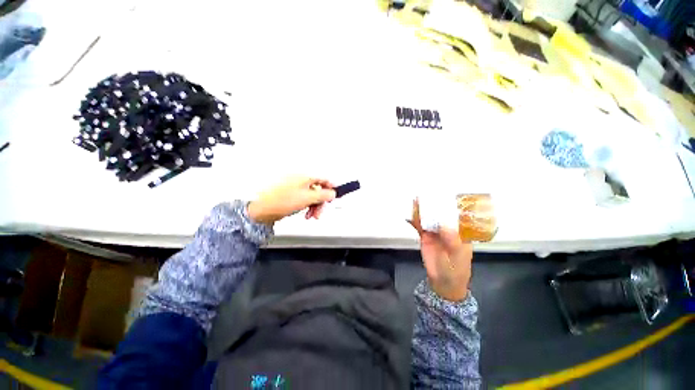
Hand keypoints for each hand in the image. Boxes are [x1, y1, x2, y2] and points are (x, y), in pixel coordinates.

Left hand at [247, 177, 335, 224]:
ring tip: (311, 216)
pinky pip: (303, 199)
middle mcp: (300, 180)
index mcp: (305, 176)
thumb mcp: (307, 198)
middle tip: (320, 212)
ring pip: (311, 196)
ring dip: (314, 206)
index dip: (331, 188)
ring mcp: (295, 187)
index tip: (334, 197)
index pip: (324, 179)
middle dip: (321, 202)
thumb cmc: (281, 200)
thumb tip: (333, 193)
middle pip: (318, 189)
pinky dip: (306, 207)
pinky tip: (304, 213)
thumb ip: (323, 195)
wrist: (260, 210)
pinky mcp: (290, 195)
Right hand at [411, 201, 472, 301]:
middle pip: (441, 215)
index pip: (457, 216)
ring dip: (423, 211)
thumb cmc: (456, 270)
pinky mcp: (425, 237)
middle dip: (434, 205)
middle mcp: (448, 230)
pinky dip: (414, 221)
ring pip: (429, 219)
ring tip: (416, 200)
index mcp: (460, 232)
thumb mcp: (457, 257)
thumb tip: (445, 225)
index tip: (445, 195)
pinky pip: (420, 227)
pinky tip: (409, 215)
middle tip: (426, 194)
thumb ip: (452, 241)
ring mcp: (435, 233)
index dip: (452, 205)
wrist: (442, 283)